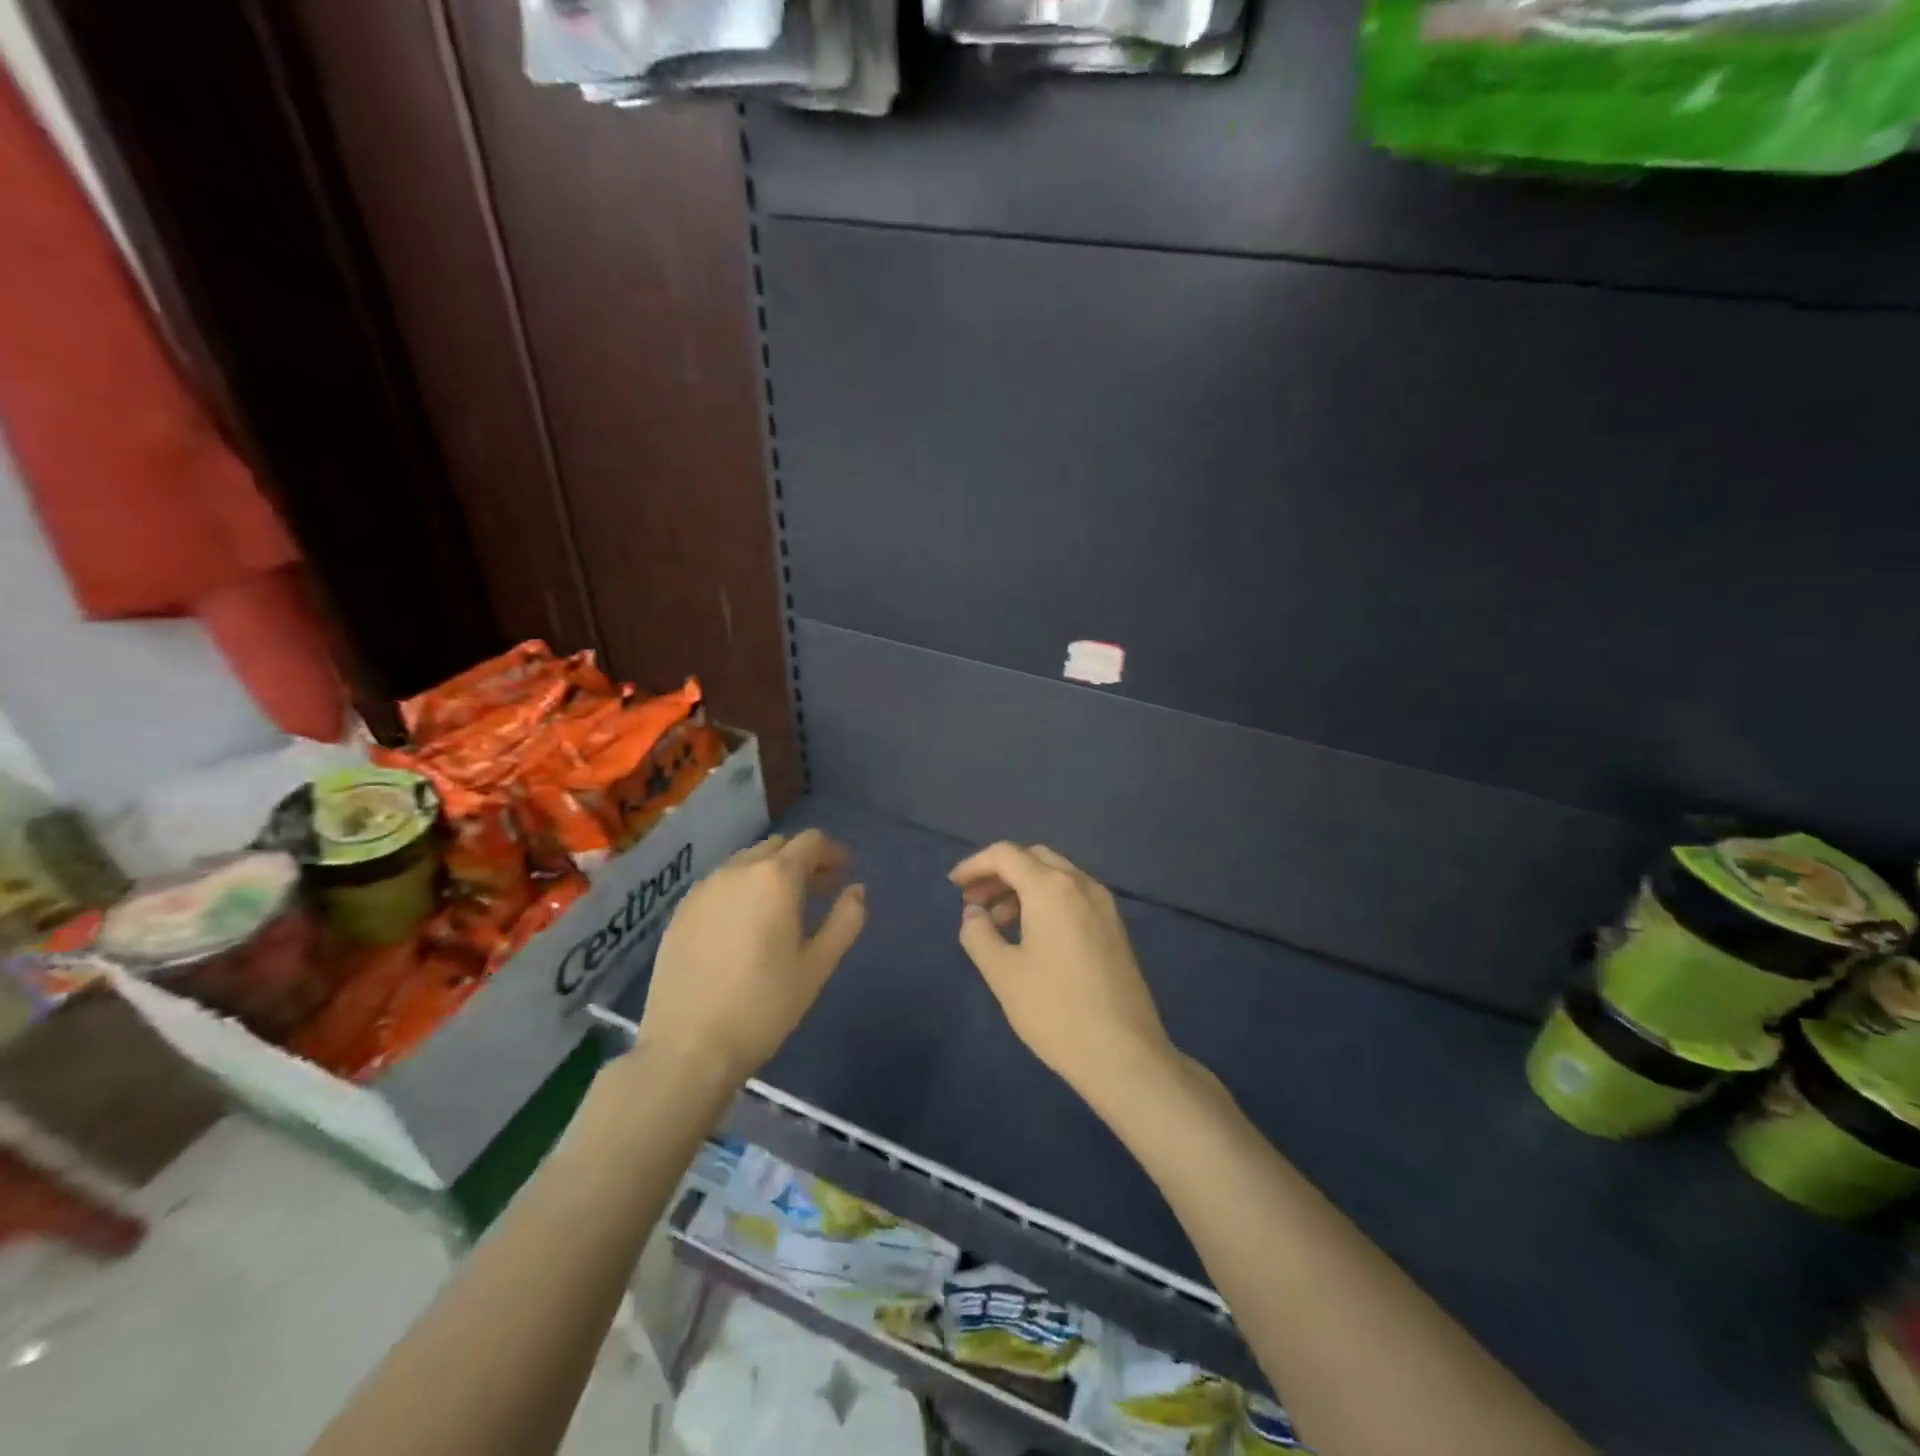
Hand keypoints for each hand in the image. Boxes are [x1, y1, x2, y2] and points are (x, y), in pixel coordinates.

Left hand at [639, 830, 865, 1084]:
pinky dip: (741, 889)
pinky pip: (720, 884)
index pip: (811, 842)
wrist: (687, 1047)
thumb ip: (845, 921)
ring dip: (770, 872)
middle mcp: (737, 870)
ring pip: (746, 863)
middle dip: (803, 860)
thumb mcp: (817, 966)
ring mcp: (703, 889)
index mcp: (775, 877)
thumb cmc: (763, 1006)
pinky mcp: (680, 912)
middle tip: (820, 889)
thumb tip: (856, 890)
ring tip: (783, 907)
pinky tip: (744, 923)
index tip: (845, 872)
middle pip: (778, 847)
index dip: (833, 852)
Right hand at [950, 842, 1175, 1103]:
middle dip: (1000, 873)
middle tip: (974, 901)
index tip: (954, 886)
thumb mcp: (1003, 974)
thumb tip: (973, 914)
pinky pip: (1073, 895)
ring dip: (1023, 887)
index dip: (975, 864)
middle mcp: (1081, 884)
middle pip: (1034, 858)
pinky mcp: (1115, 927)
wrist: (1124, 1053)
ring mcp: (1104, 904)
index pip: (1006, 854)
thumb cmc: (1055, 1010)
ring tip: (997, 922)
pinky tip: (1032, 935)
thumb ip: (978, 935)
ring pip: (1056, 876)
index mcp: (1051, 888)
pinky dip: (1046, 901)